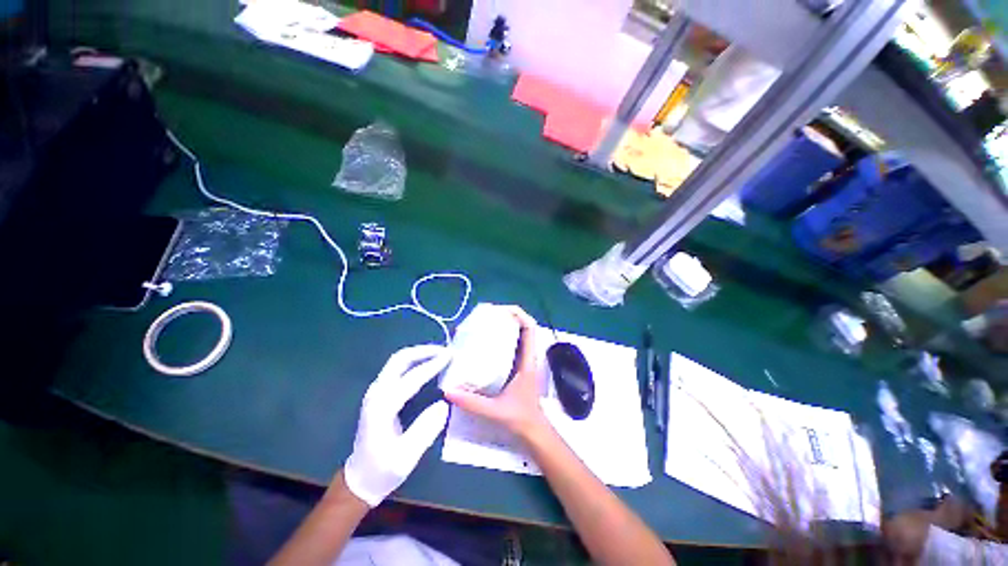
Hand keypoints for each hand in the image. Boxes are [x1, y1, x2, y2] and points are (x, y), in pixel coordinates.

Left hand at [343, 345, 451, 506]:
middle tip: (445, 351)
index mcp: (382, 408)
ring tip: (440, 355)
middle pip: (399, 360)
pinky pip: (397, 369)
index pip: (410, 378)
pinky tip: (428, 365)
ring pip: (397, 362)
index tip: (450, 357)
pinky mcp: (379, 394)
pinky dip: (414, 362)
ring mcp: (375, 392)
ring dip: (419, 354)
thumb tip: (443, 404)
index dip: (432, 365)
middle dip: (424, 351)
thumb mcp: (406, 457)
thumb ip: (425, 430)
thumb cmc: (382, 471)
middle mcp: (376, 394)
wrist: (358, 480)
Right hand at [444, 306, 549, 439]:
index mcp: (527, 361)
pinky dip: (502, 339)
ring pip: (517, 336)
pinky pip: (511, 346)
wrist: (533, 431)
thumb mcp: (494, 411)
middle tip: (487, 316)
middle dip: (507, 317)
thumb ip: (471, 402)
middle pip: (523, 328)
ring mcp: (523, 362)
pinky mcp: (517, 367)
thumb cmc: (519, 419)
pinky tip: (484, 343)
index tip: (501, 310)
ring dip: (505, 326)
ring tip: (484, 324)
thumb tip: (447, 390)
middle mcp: (527, 357)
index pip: (530, 329)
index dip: (519, 314)